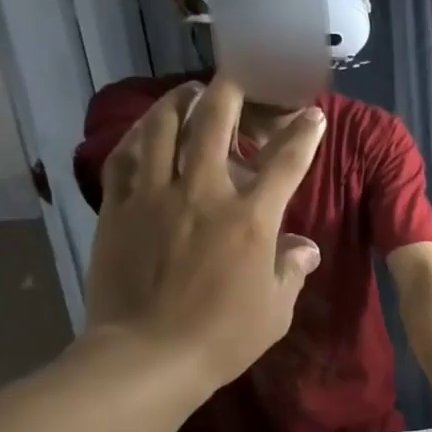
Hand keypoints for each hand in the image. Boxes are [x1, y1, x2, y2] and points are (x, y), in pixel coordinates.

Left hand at [82, 78, 323, 401]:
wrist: (150, 354)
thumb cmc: (224, 337)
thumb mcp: (276, 310)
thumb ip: (291, 269)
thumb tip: (304, 246)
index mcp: (250, 219)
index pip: (285, 163)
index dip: (303, 134)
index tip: (313, 114)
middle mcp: (204, 192)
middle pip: (215, 122)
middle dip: (230, 91)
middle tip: (237, 77)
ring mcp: (156, 195)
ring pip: (164, 127)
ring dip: (180, 101)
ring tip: (189, 92)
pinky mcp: (119, 207)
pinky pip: (126, 156)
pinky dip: (140, 135)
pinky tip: (147, 130)